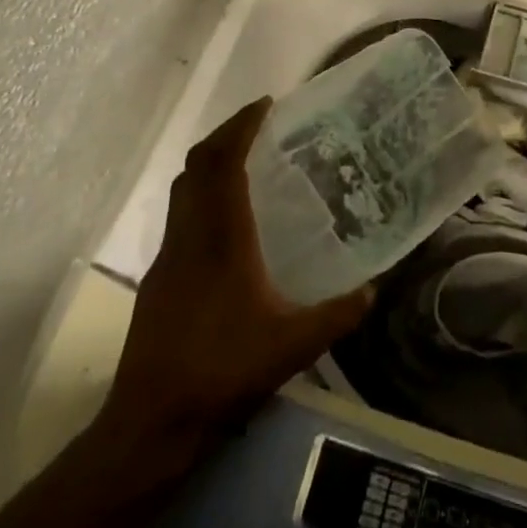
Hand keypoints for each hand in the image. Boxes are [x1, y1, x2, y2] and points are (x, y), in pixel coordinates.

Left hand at [97, 98, 373, 457]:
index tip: (266, 103)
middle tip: (258, 124)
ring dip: (210, 163)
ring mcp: (169, 255)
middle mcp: (190, 234)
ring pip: (184, 189)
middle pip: (198, 164)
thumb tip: (375, 290)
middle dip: (225, 135)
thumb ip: (337, 315)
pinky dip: (201, 196)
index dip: (242, 126)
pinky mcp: (159, 278)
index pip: (225, 162)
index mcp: (221, 236)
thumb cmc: (222, 372)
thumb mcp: (292, 346)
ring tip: (244, 161)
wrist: (151, 423)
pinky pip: (180, 215)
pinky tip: (226, 222)